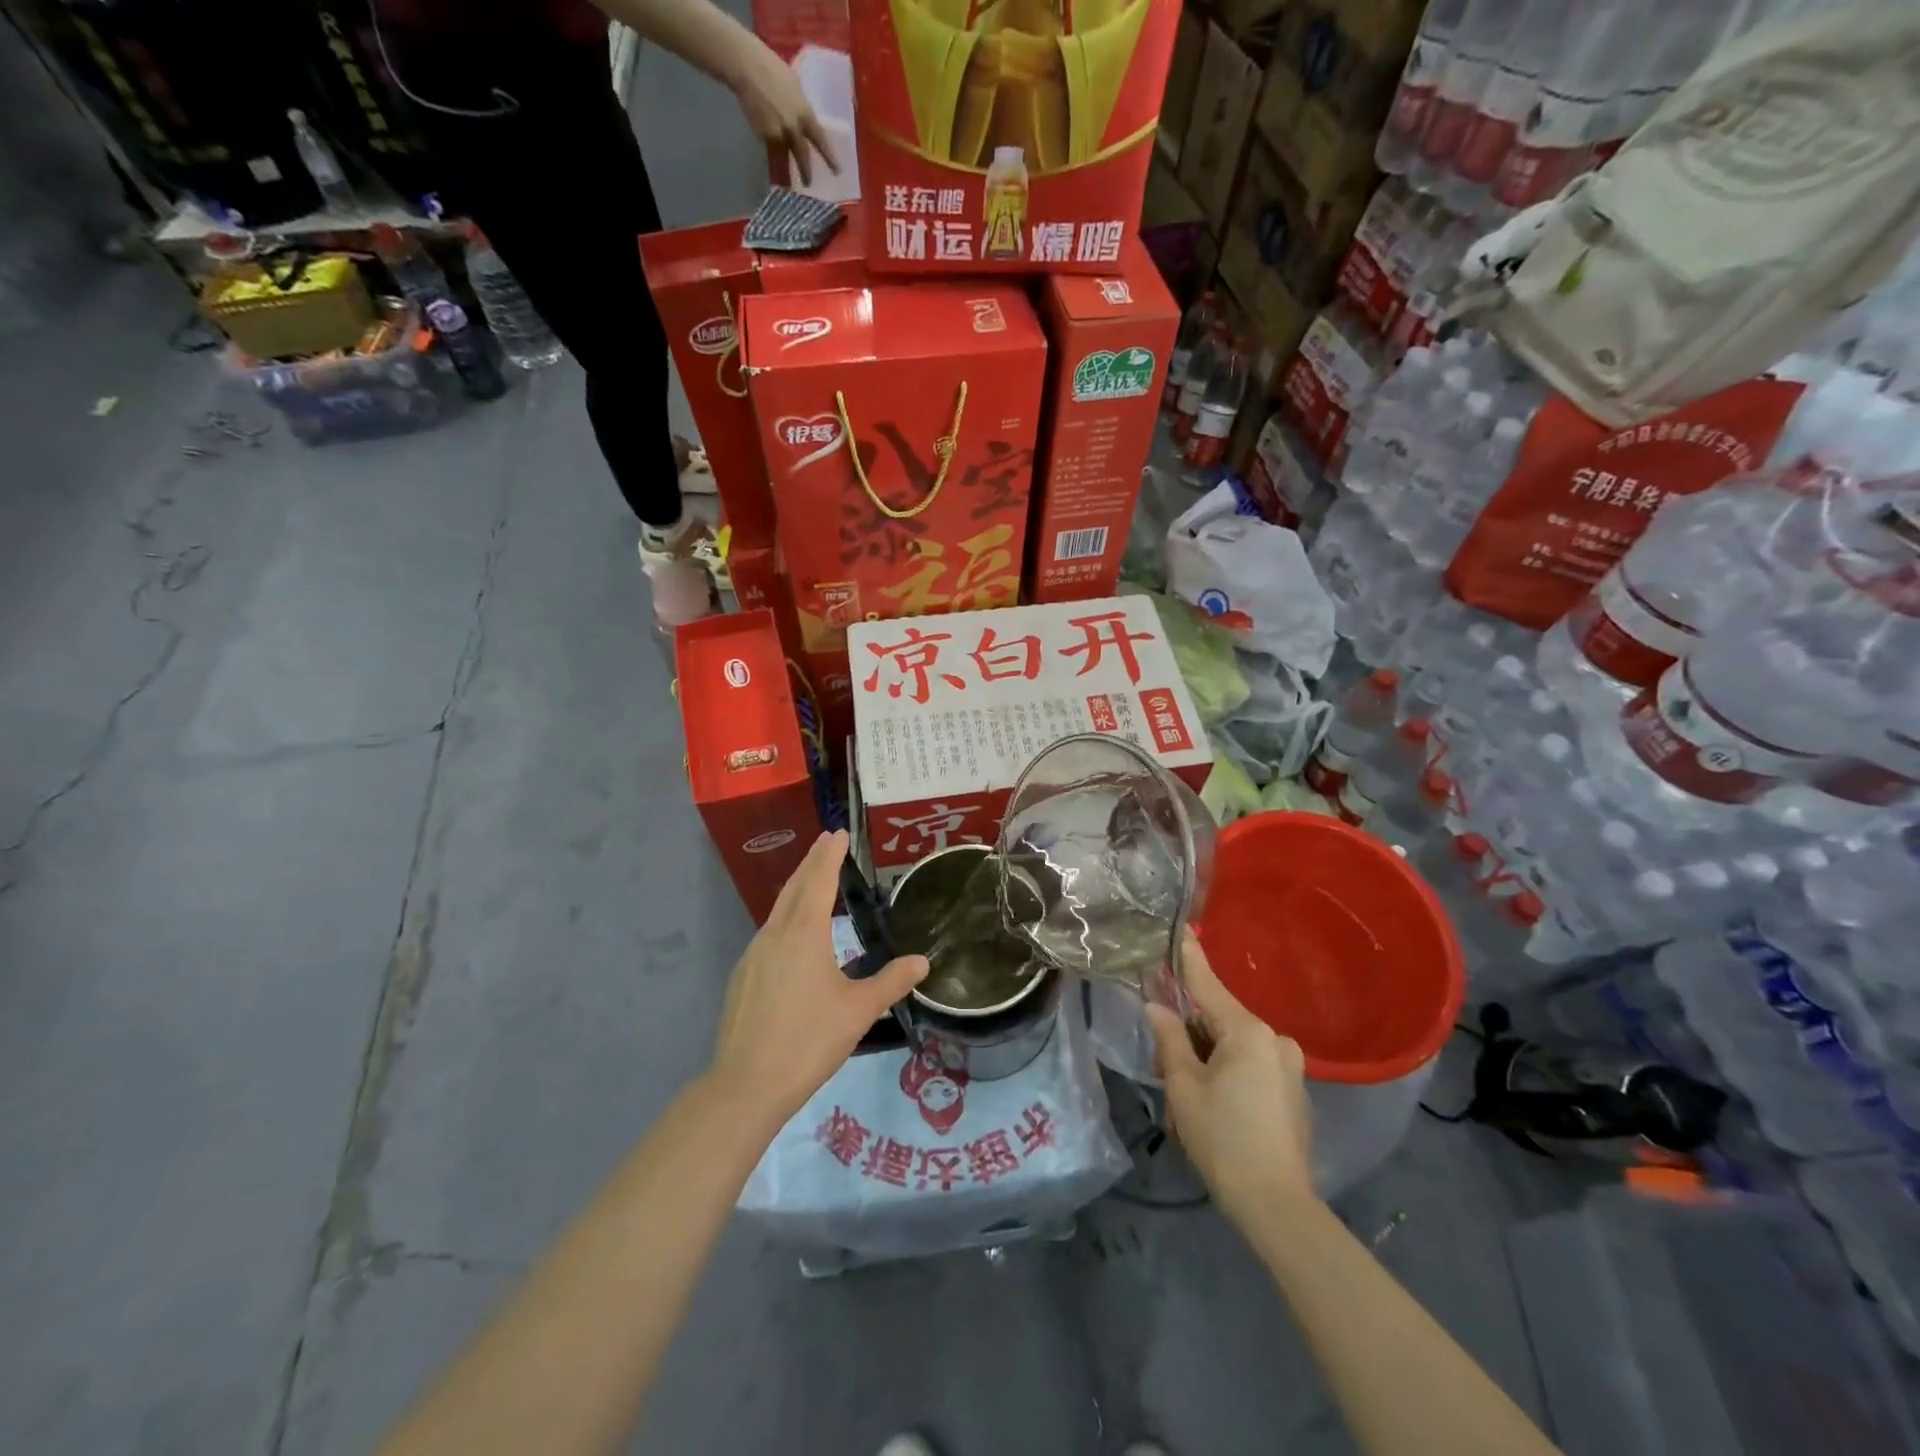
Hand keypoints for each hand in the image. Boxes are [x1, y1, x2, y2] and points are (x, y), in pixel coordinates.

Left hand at [713, 830, 925, 1121]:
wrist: (746, 1084)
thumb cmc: (808, 1040)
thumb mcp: (859, 1011)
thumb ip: (891, 982)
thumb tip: (922, 962)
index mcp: (804, 933)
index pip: (819, 880)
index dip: (830, 854)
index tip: (838, 833)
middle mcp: (775, 934)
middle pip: (795, 887)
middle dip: (812, 861)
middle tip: (827, 841)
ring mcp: (753, 955)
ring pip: (778, 909)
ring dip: (797, 888)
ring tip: (814, 880)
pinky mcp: (743, 976)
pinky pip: (769, 933)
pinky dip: (786, 917)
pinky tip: (794, 935)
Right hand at [729, 34, 840, 187]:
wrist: (746, 67)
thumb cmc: (771, 67)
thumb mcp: (794, 85)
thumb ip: (800, 106)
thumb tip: (803, 119)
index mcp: (804, 113)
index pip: (820, 140)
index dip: (829, 157)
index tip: (837, 171)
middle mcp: (793, 128)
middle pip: (802, 156)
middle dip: (806, 172)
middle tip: (808, 184)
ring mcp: (777, 134)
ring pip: (784, 158)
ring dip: (786, 173)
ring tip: (787, 184)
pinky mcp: (762, 136)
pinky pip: (770, 149)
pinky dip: (772, 154)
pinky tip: (769, 155)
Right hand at [1145, 932, 1316, 1228]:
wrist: (1277, 1206)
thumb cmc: (1223, 1139)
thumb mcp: (1184, 1087)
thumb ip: (1170, 1039)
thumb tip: (1156, 1007)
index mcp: (1247, 1032)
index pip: (1208, 984)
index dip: (1189, 958)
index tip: (1181, 928)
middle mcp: (1274, 1039)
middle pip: (1218, 1019)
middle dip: (1188, 1034)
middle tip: (1163, 1068)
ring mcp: (1289, 1066)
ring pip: (1233, 1046)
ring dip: (1205, 1059)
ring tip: (1184, 1100)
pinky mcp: (1293, 1090)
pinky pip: (1251, 1066)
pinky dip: (1227, 1074)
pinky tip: (1213, 1107)